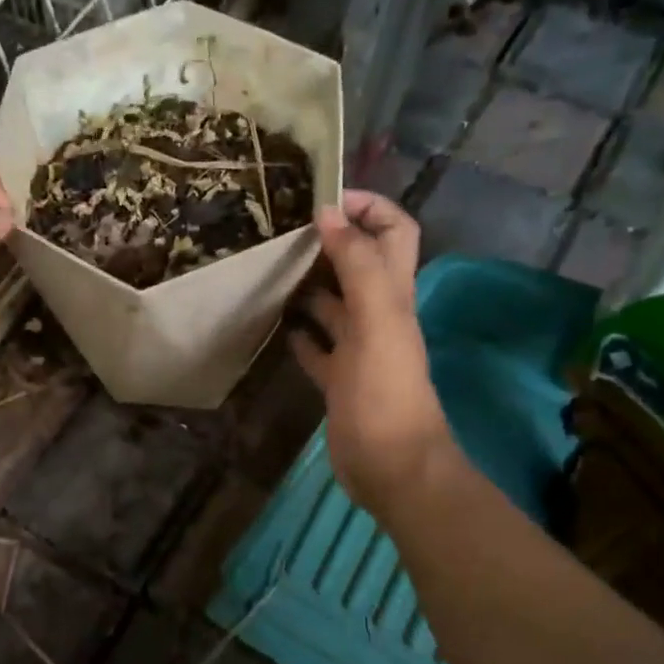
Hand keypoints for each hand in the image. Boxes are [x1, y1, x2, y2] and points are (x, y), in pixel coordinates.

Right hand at [290, 191, 461, 519]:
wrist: (392, 466)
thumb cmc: (385, 392)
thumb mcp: (376, 321)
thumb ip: (357, 265)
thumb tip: (329, 213)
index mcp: (393, 295)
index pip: (394, 232)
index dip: (369, 207)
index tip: (323, 197)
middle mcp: (378, 315)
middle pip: (360, 263)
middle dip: (330, 240)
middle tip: (284, 229)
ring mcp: (358, 349)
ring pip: (334, 303)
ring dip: (309, 284)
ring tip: (270, 269)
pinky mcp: (339, 379)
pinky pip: (318, 346)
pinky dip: (301, 332)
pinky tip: (278, 325)